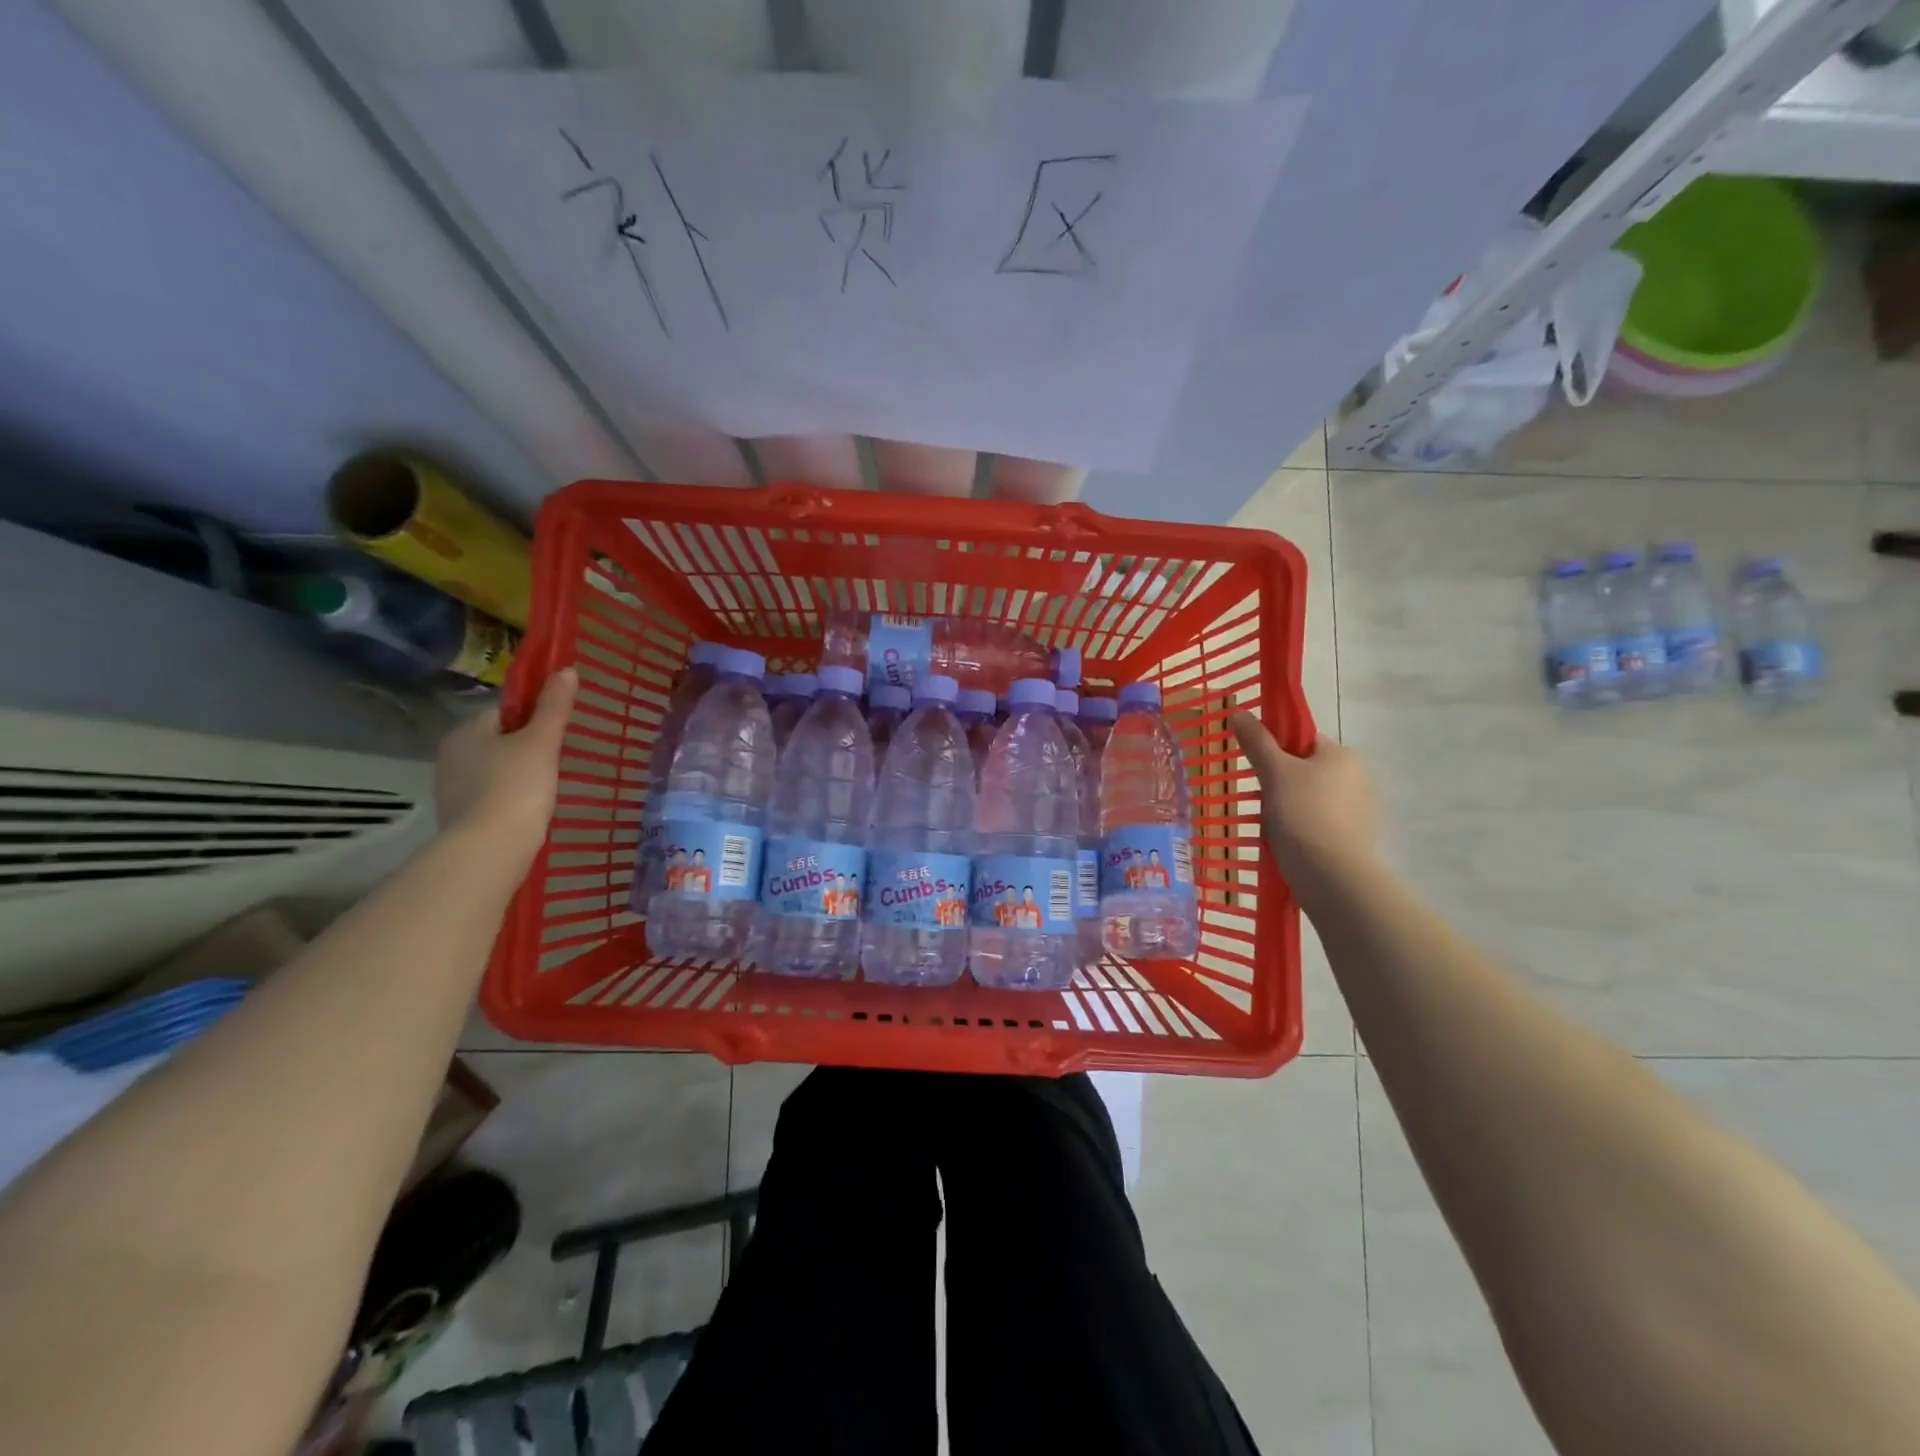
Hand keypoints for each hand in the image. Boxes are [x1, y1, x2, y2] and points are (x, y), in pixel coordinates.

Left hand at [435, 668, 577, 851]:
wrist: (490, 849)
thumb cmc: (517, 787)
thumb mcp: (542, 742)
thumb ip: (554, 707)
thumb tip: (566, 670)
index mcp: (466, 731)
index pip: (503, 711)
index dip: (533, 716)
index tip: (557, 731)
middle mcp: (451, 756)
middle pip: (498, 741)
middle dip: (525, 747)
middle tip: (558, 760)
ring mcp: (452, 789)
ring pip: (494, 770)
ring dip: (517, 774)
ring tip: (548, 787)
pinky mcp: (460, 818)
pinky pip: (491, 796)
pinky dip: (510, 798)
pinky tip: (530, 809)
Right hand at [1230, 713, 1376, 891]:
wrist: (1331, 875)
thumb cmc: (1302, 814)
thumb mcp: (1274, 772)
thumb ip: (1257, 741)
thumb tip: (1239, 712)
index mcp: (1341, 755)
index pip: (1303, 739)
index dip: (1276, 747)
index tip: (1256, 765)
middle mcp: (1357, 778)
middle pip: (1306, 769)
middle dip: (1280, 781)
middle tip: (1258, 796)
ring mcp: (1358, 810)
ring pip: (1310, 798)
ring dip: (1288, 806)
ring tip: (1268, 824)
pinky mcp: (1353, 838)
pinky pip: (1318, 823)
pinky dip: (1300, 828)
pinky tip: (1285, 841)